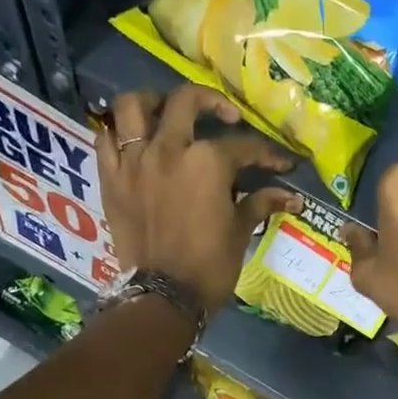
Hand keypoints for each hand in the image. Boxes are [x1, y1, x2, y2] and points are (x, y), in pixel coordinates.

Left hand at [97, 85, 300, 311]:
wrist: (164, 296)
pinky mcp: (111, 179)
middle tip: (225, 117)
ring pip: (134, 106)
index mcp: (208, 162)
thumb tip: (292, 196)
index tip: (281, 163)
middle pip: (186, 102)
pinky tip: (133, 140)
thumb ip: (262, 203)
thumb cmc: (210, 266)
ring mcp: (135, 161)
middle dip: (212, 102)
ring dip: (152, 102)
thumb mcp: (240, 232)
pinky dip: (117, 133)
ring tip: (166, 112)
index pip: (244, 147)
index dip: (267, 154)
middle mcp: (169, 149)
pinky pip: (105, 139)